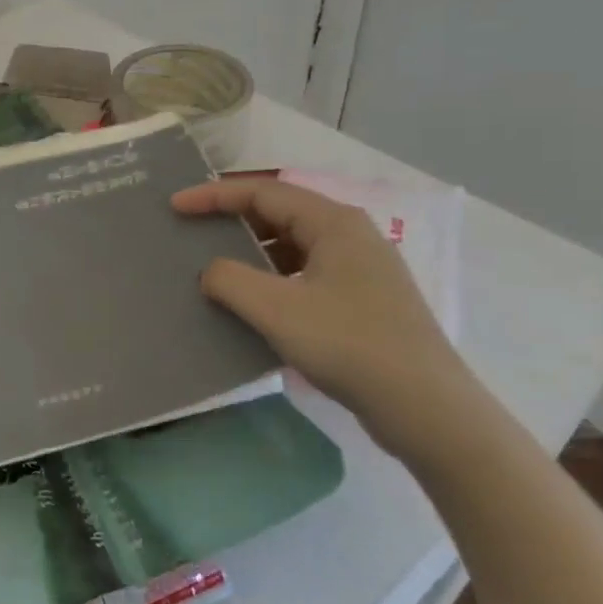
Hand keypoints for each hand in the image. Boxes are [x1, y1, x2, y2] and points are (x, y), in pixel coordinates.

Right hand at [172, 176, 476, 457]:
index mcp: (334, 223)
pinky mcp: (362, 302)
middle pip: (278, 213)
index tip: (175, 206)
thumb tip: (210, 271)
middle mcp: (350, 236)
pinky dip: (270, 279)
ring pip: (291, 246)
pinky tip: (250, 303)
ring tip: (212, 268)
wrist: (427, 410)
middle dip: (231, 220)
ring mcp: (360, 270)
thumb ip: (229, 279)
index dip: (213, 195)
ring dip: (250, 252)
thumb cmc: (349, 346)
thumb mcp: (276, 309)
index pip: (262, 192)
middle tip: (191, 231)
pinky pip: (303, 274)